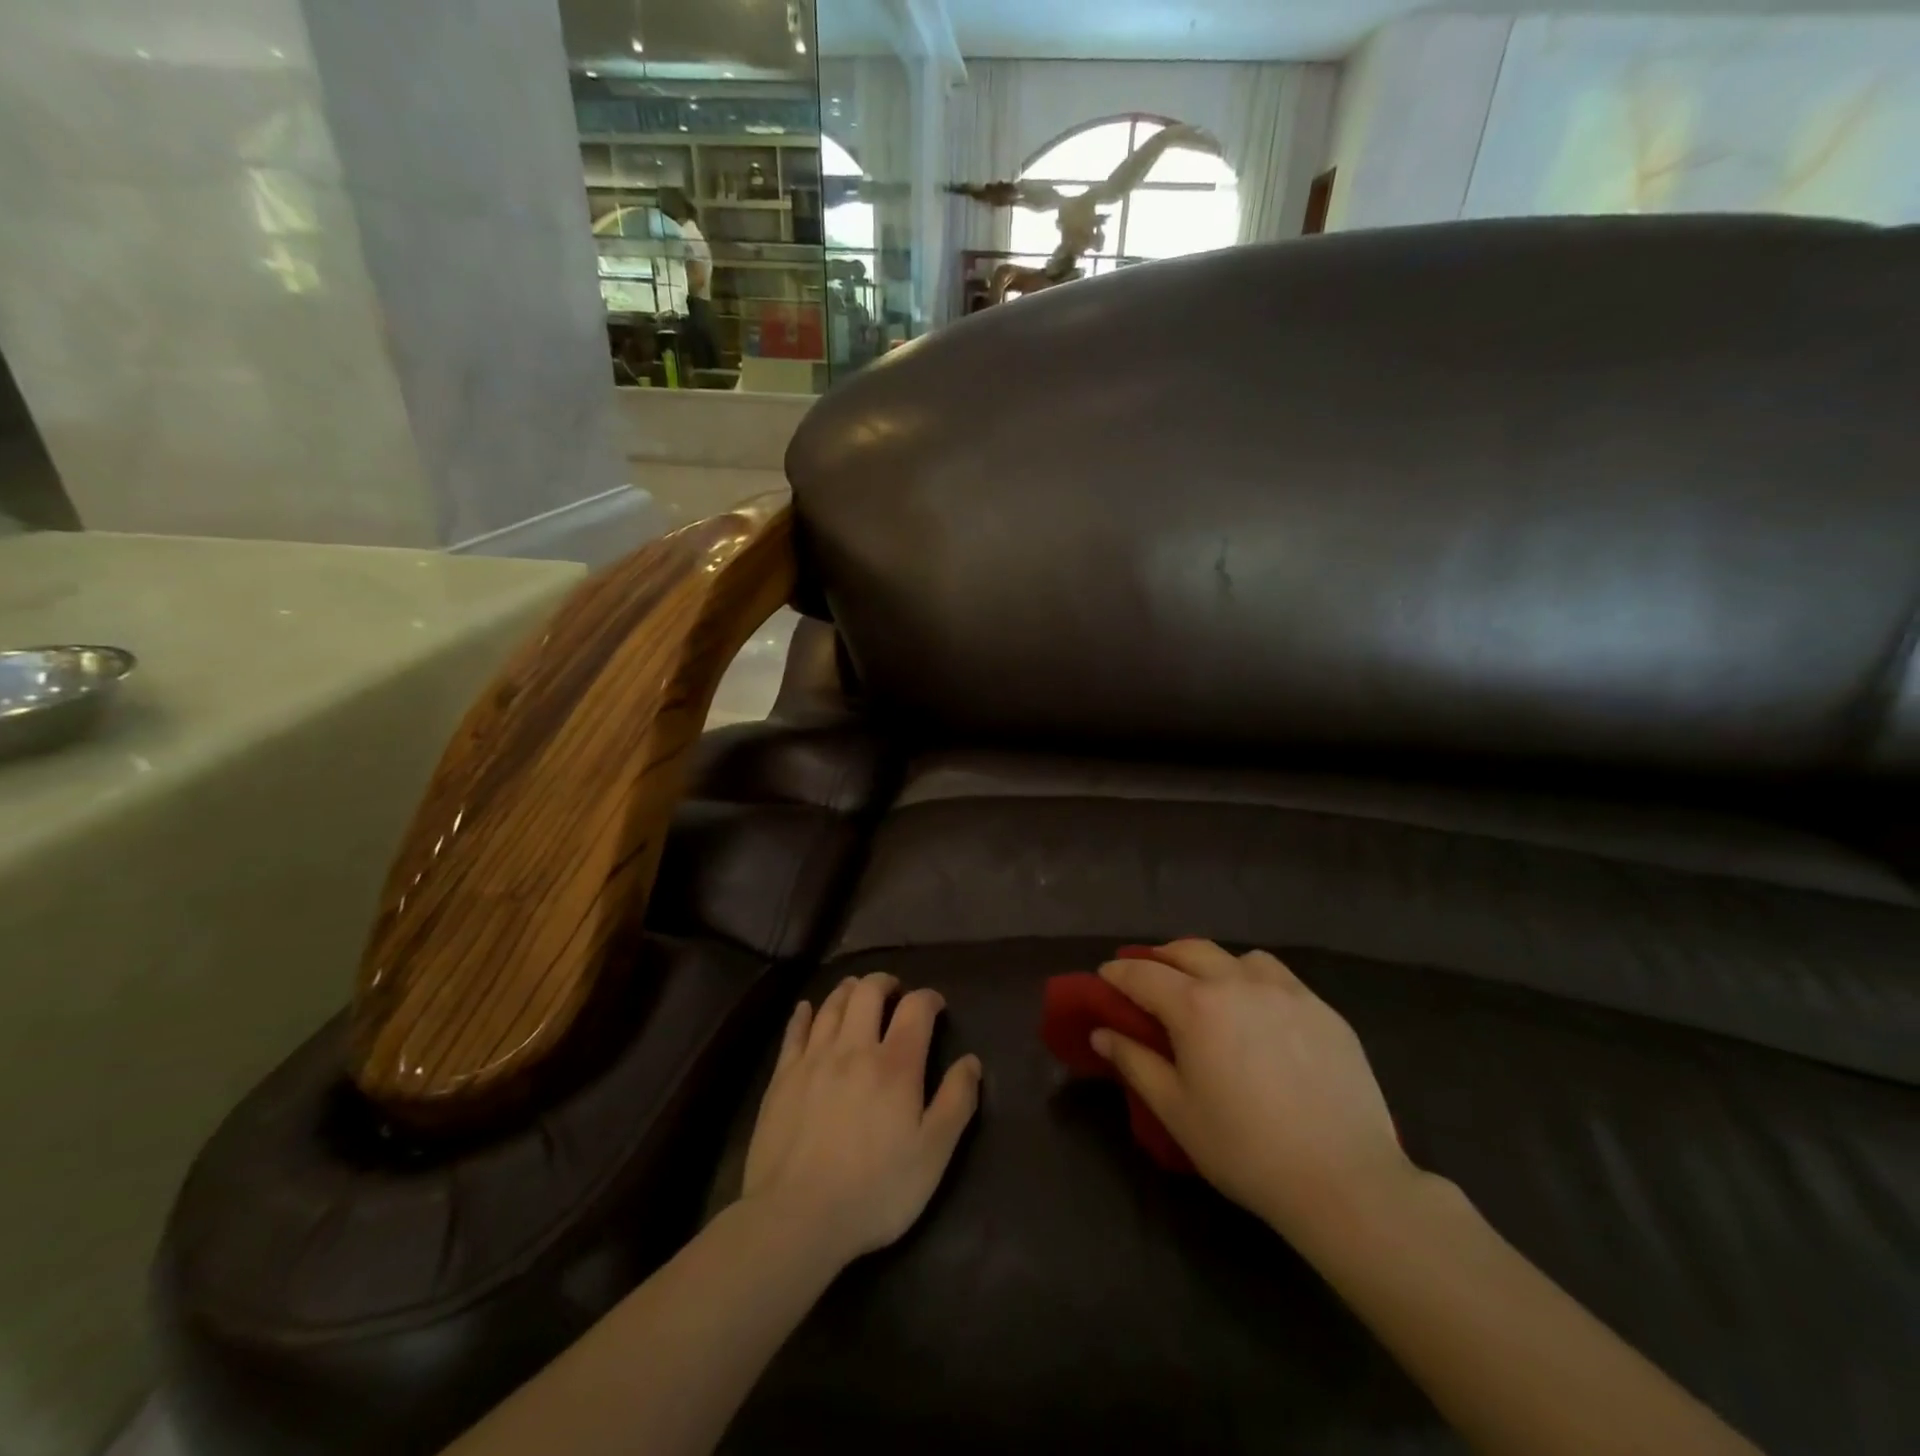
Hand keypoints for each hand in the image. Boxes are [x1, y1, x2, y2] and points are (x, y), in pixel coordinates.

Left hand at [742, 972, 981, 1267]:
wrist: (795, 1218)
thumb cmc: (874, 1190)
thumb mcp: (932, 1155)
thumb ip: (956, 1102)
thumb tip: (972, 1062)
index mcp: (895, 1064)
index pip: (916, 1008)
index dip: (929, 998)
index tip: (936, 1006)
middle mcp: (854, 1048)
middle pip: (868, 992)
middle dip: (886, 983)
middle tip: (895, 992)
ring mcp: (814, 1059)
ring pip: (832, 1004)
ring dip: (849, 990)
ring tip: (858, 992)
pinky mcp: (782, 1076)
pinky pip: (795, 1031)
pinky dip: (805, 1013)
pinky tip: (808, 1009)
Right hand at [1093, 940, 1417, 1246]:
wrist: (1344, 1180)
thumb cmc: (1245, 1149)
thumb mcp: (1176, 1111)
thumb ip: (1135, 1062)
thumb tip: (1102, 1032)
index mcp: (1196, 1006)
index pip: (1143, 974)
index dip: (1118, 972)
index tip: (1105, 976)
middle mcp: (1238, 983)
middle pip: (1189, 951)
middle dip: (1161, 957)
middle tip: (1149, 976)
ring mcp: (1286, 992)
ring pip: (1238, 957)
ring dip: (1212, 964)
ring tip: (1209, 989)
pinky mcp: (1323, 1010)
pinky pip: (1278, 977)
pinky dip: (1254, 980)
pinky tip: (1259, 1011)